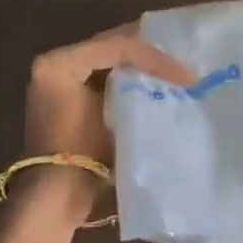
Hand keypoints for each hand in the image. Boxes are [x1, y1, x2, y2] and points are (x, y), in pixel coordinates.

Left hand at [24, 24, 194, 169]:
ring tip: (174, 71)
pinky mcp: (69, 98)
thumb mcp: (112, 116)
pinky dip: (130, 78)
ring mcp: (60, 81)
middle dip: (149, 52)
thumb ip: (136, 87)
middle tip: (183, 61)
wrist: (55, 196)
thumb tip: (170, 79)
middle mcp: (56, 63)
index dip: (155, 57)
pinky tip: (156, 85)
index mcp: (61, 62)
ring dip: (141, 64)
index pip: (116, 46)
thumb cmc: (81, 154)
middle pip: (111, 46)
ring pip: (110, 60)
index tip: (186, 75)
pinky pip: (105, 77)